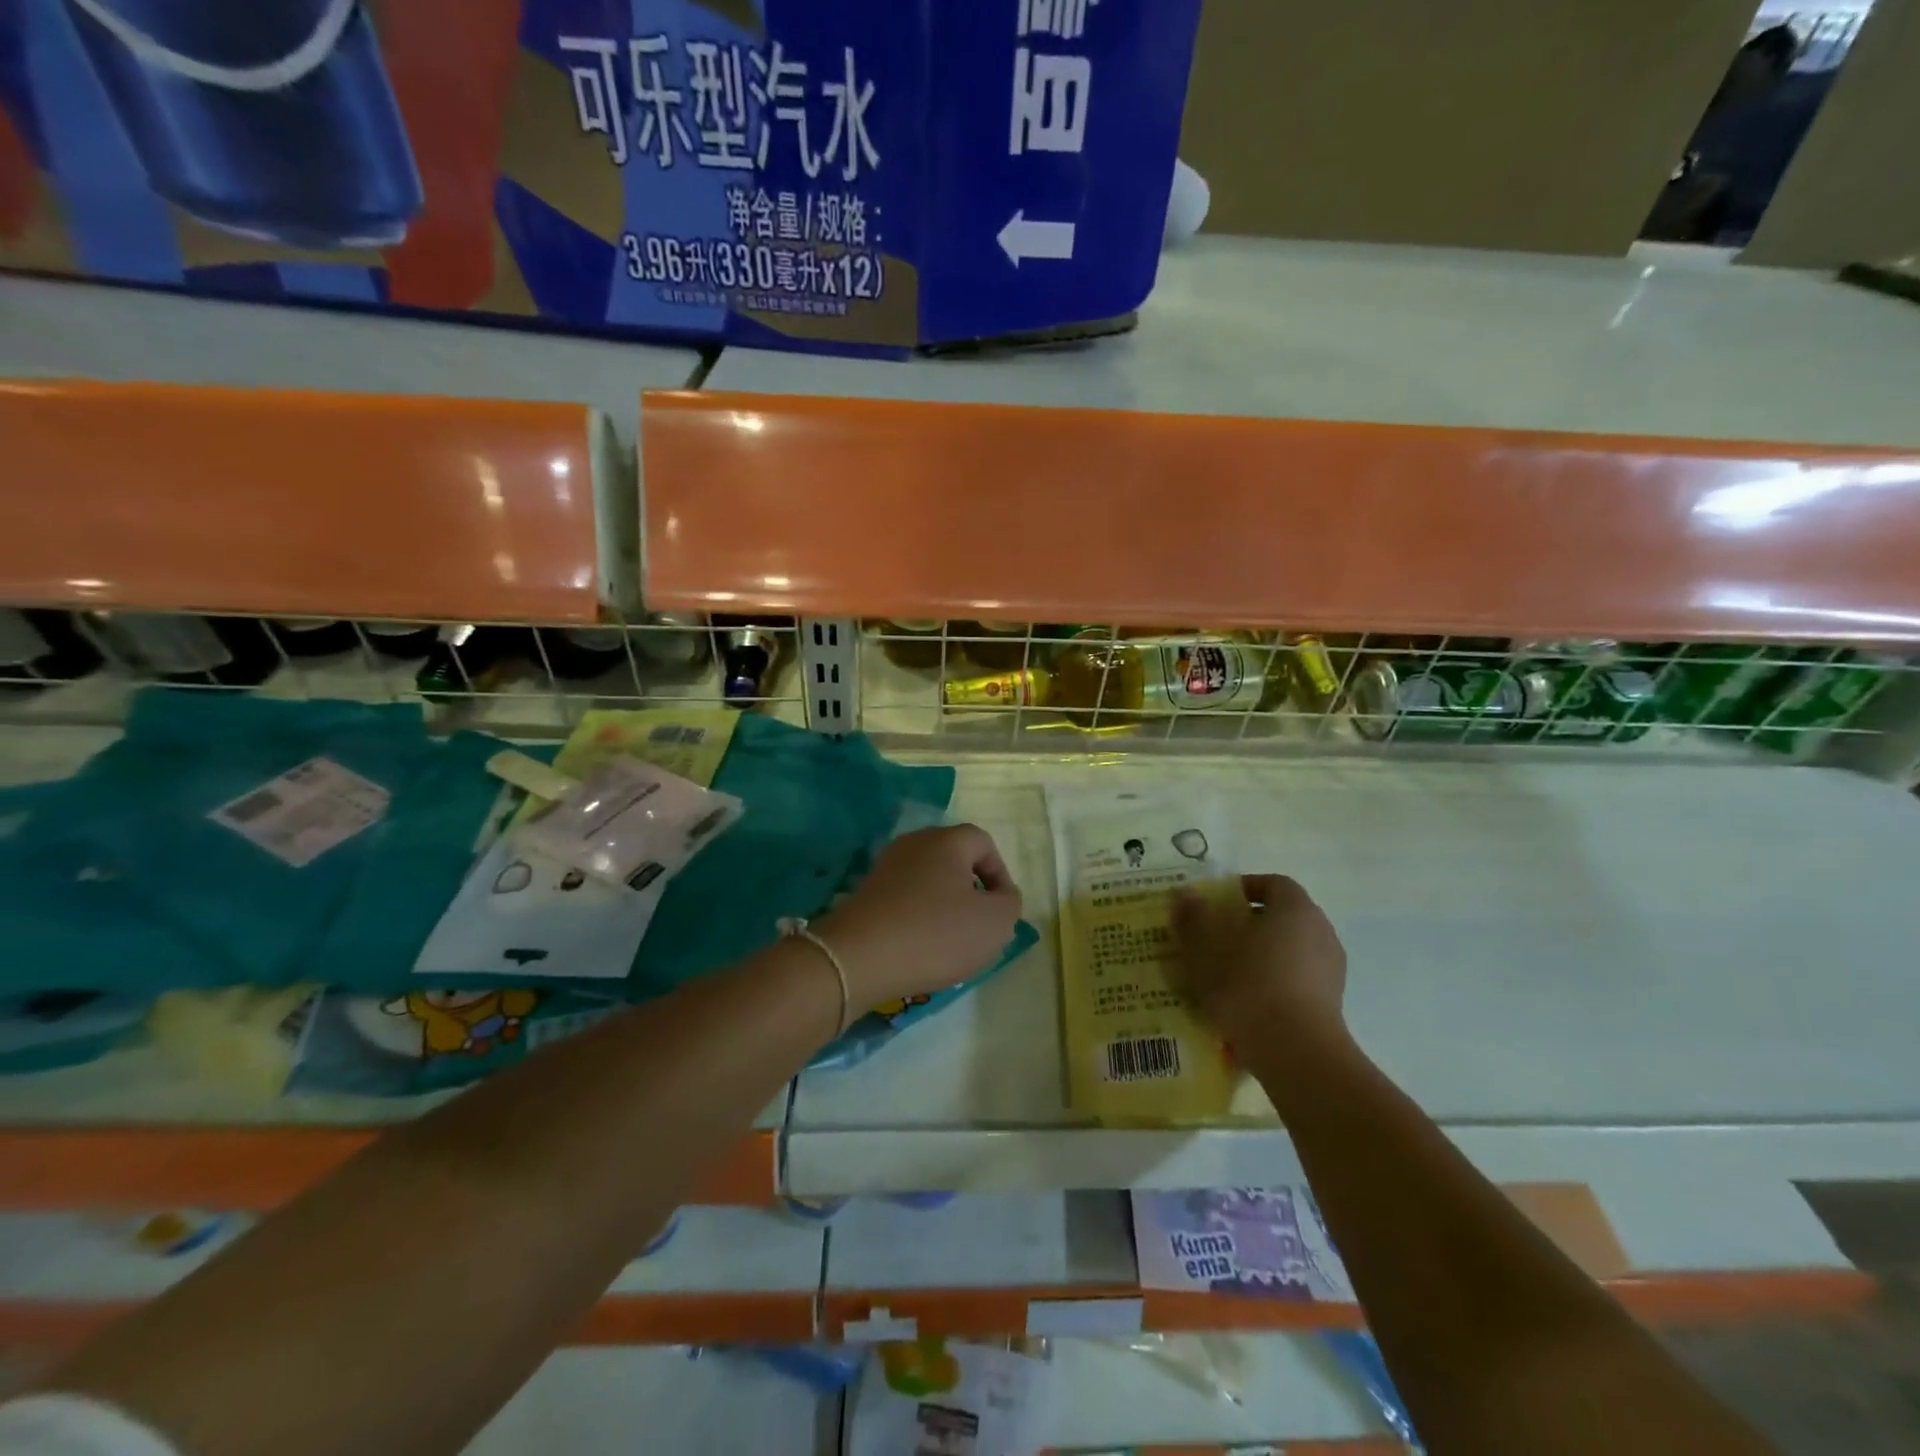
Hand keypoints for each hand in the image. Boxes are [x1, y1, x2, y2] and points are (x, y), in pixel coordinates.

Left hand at [814, 824, 1023, 1012]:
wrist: (858, 958)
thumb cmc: (936, 934)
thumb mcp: (995, 923)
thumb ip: (1010, 903)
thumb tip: (1000, 895)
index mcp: (946, 840)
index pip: (983, 843)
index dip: (1000, 874)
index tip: (1001, 910)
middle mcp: (913, 844)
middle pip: (954, 859)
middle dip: (971, 891)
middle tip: (978, 926)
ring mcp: (885, 867)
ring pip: (928, 880)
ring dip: (943, 906)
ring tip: (949, 943)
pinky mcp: (865, 893)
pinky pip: (904, 899)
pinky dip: (917, 918)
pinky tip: (918, 947)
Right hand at [1171, 874, 1349, 1057]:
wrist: (1296, 1053)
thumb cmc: (1249, 985)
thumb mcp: (1205, 949)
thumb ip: (1193, 918)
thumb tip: (1184, 895)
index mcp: (1296, 908)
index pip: (1273, 883)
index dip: (1244, 889)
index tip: (1217, 904)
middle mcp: (1321, 932)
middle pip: (1281, 918)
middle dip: (1248, 925)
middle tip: (1215, 939)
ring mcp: (1331, 971)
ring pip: (1288, 952)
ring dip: (1260, 957)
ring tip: (1226, 976)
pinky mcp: (1331, 1005)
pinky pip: (1295, 982)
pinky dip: (1272, 985)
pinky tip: (1246, 1004)